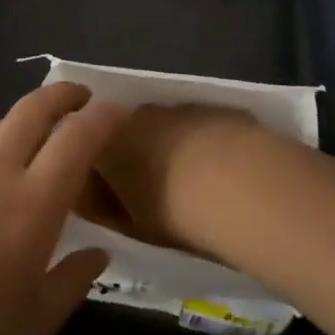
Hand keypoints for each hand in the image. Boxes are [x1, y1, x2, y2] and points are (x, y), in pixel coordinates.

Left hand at [0, 83, 123, 334]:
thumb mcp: (33, 323)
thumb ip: (72, 281)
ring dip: (28, 119)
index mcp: (33, 202)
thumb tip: (97, 253)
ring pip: (1, 124)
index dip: (103, 117)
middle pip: (34, 108)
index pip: (77, 137)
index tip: (119, 112)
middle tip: (82, 98)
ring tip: (41, 137)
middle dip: (64, 93)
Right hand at [89, 104, 272, 258]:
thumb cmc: (177, 214)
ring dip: (171, 147)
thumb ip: (109, 210)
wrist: (244, 186)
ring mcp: (179, 107)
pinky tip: (223, 170)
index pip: (90, 153)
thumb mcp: (133, 227)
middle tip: (154, 191)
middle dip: (135, 156)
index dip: (100, 176)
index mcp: (107, 144)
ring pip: (166, 127)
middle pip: (128, 133)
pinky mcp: (215, 107)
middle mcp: (138, 115)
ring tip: (192, 183)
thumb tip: (100, 203)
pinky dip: (204, 143)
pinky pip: (199, 126)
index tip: (113, 199)